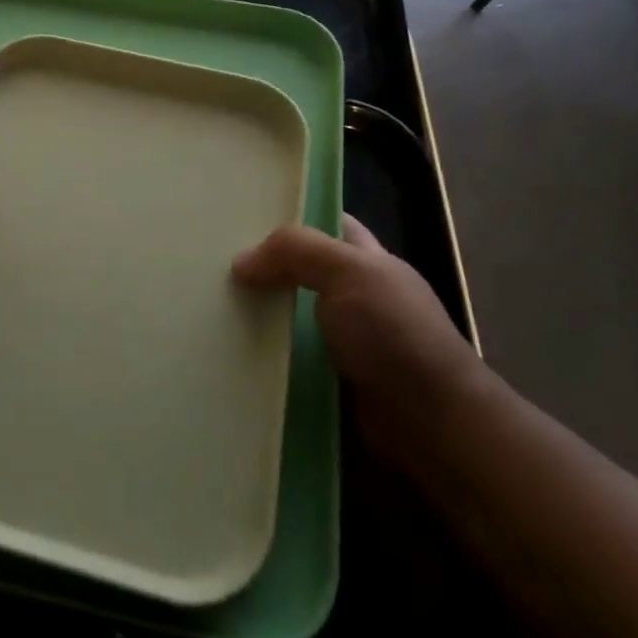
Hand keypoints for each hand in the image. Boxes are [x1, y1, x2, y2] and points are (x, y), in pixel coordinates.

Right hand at [232, 215, 482, 458]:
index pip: (331, 225)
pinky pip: (286, 360)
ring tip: (207, 308)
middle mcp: (357, 298)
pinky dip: (261, 358)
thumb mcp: (349, 272)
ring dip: (256, 317)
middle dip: (263, 268)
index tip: (245, 213)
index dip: (295, 216)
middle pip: (301, 272)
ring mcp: (342, 342)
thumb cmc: (394, 335)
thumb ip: (296, 252)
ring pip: (288, 318)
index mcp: (370, 262)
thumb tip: (241, 263)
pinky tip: (230, 352)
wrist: (431, 424)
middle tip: (213, 262)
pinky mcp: (328, 381)